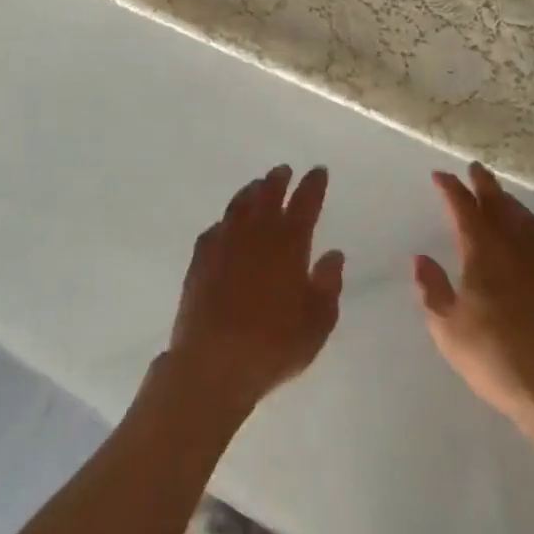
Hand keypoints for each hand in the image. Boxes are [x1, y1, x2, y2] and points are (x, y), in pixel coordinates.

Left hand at [167, 165, 344, 418]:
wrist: (213, 363)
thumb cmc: (274, 344)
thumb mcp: (317, 322)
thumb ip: (328, 284)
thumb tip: (333, 254)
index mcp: (289, 243)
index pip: (305, 203)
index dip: (313, 185)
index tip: (318, 171)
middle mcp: (256, 234)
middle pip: (268, 195)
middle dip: (278, 180)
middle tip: (284, 170)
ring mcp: (224, 244)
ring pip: (239, 206)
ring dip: (250, 193)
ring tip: (257, 186)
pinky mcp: (200, 261)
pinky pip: (214, 230)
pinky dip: (225, 222)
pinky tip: (225, 225)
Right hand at [413, 163, 533, 440]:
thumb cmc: (494, 356)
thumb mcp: (448, 328)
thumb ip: (433, 289)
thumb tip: (421, 259)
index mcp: (483, 252)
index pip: (464, 208)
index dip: (451, 189)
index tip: (440, 175)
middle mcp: (514, 248)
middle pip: (499, 204)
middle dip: (484, 184)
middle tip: (475, 169)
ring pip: (526, 220)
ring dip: (510, 203)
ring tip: (503, 197)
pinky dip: (532, 234)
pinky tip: (532, 244)